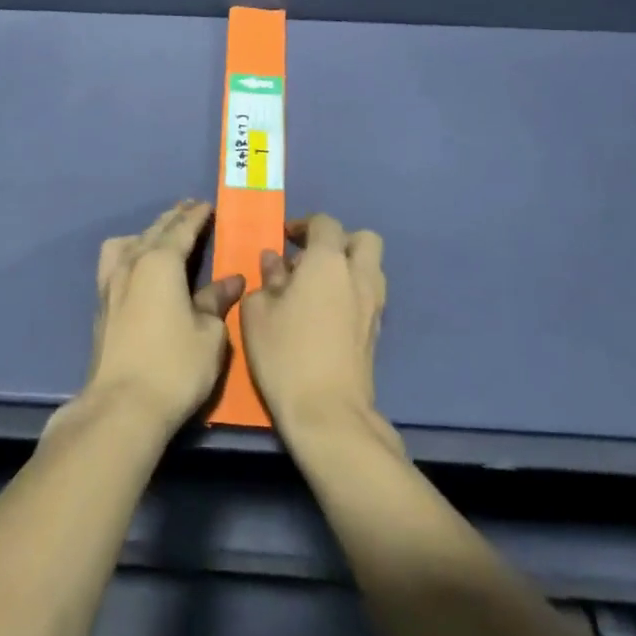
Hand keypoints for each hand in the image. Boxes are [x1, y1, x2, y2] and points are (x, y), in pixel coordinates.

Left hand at [73, 200, 244, 436]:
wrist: (122, 406)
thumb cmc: (175, 366)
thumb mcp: (210, 334)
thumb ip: (217, 301)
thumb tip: (231, 280)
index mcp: (161, 262)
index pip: (182, 229)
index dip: (197, 216)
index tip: (207, 204)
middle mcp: (132, 263)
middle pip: (154, 231)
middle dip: (173, 218)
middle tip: (189, 208)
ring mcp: (110, 283)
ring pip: (128, 243)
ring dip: (148, 233)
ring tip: (161, 235)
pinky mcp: (101, 305)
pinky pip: (115, 262)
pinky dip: (129, 252)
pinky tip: (136, 265)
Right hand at [241, 214, 387, 443]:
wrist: (327, 412)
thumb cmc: (285, 353)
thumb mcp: (258, 312)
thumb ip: (267, 279)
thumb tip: (275, 262)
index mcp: (328, 262)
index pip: (325, 223)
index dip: (303, 225)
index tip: (284, 239)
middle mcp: (359, 275)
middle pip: (364, 239)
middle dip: (339, 241)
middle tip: (310, 258)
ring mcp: (374, 304)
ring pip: (371, 267)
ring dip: (349, 266)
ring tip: (317, 287)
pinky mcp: (378, 331)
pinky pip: (369, 294)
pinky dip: (352, 292)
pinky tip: (327, 313)